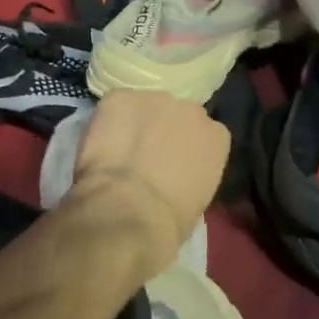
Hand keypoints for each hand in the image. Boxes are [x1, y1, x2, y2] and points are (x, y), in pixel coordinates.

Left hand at [70, 90, 229, 274]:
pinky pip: (115, 104)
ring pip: (145, 107)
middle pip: (177, 115)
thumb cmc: (169, 221)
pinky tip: (100, 144)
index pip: (205, 135)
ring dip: (135, 123)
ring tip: (118, 150)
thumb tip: (174, 175)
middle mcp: (192, 109)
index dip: (185, 149)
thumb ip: (192, 175)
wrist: (128, 211)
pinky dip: (107, 121)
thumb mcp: (197, 199)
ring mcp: (156, 99)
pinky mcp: (120, 97)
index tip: (173, 165)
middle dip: (162, 131)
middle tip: (144, 157)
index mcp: (217, 136)